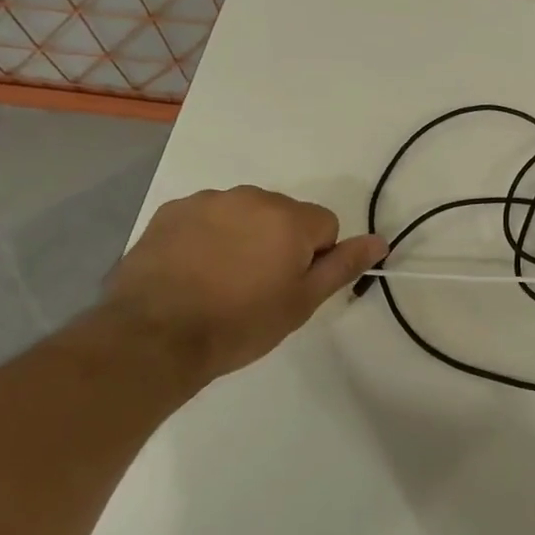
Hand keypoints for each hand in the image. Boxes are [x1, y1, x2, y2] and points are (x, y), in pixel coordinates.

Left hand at [98, 187, 387, 387]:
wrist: (154, 337)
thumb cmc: (240, 324)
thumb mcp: (301, 302)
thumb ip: (343, 266)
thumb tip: (380, 241)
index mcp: (289, 218)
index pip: (325, 225)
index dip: (314, 258)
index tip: (290, 287)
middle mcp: (252, 197)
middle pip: (284, 215)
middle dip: (278, 242)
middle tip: (256, 287)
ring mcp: (208, 201)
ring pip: (245, 214)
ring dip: (243, 237)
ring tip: (220, 281)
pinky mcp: (172, 211)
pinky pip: (207, 216)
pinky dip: (207, 236)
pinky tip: (192, 271)